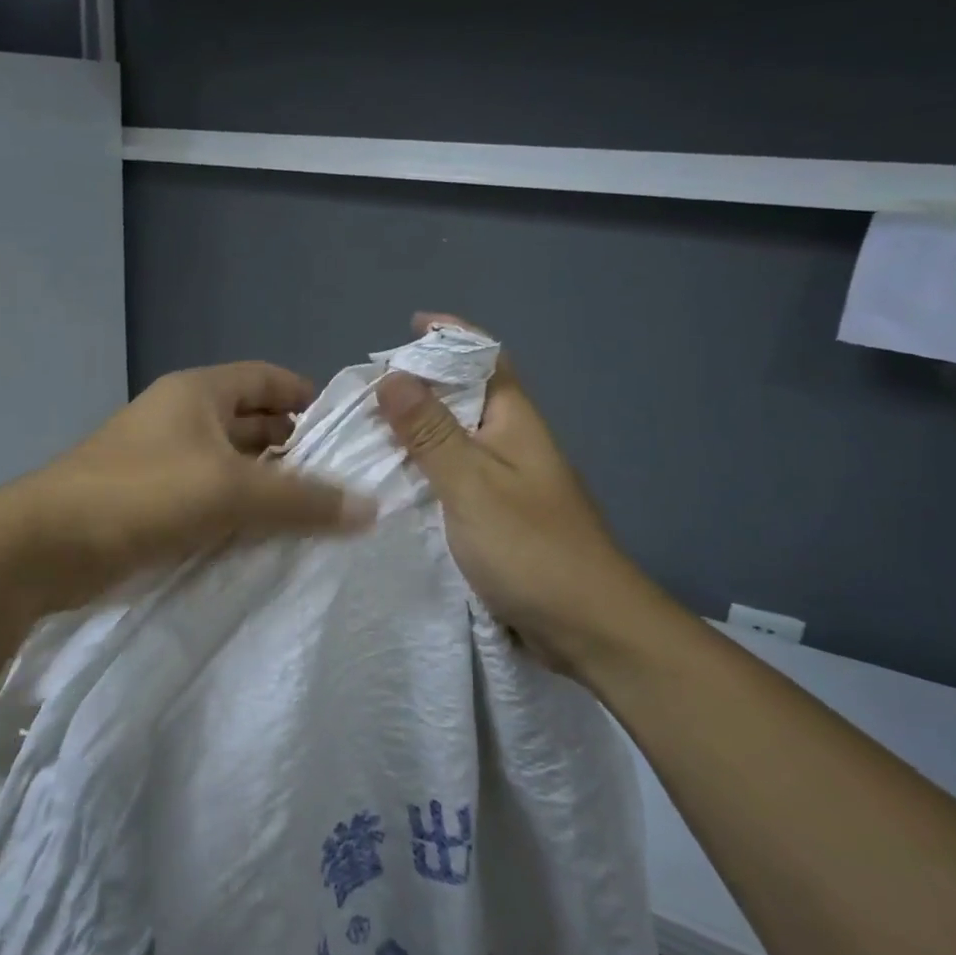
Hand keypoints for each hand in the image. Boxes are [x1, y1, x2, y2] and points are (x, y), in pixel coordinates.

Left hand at [9, 361, 376, 614]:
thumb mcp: (231, 492)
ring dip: (267, 486)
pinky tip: (269, 539)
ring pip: (230, 465)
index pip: (266, 379)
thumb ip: (302, 499)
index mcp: (198, 393)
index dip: (305, 397)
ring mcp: (162, 461)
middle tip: (341, 480)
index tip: (345, 430)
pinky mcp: (151, 503)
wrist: (47, 546)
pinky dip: (239, 513)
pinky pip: (209, 498)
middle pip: (251, 421)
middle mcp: (181, 418)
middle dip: (293, 447)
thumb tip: (370, 507)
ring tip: (317, 514)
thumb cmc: (143, 495)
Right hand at [375, 314, 672, 674]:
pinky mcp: (498, 517)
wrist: (589, 627)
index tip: (408, 326)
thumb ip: (431, 433)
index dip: (450, 336)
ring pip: (456, 439)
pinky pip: (454, 477)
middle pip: (465, 396)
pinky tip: (392, 482)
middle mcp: (512, 442)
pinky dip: (423, 470)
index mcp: (514, 421)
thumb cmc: (532, 547)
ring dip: (417, 429)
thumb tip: (392, 375)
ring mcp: (508, 481)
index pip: (485, 358)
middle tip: (367, 387)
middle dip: (421, 383)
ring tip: (366, 429)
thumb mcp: (472, 484)